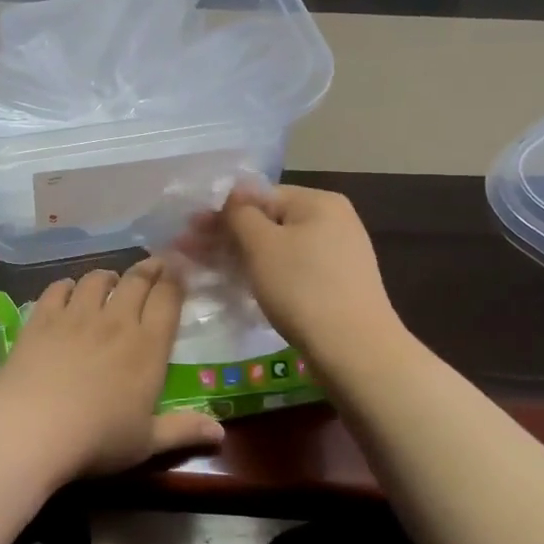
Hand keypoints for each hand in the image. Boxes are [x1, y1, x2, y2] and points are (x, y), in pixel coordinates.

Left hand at [0, 257, 224, 478]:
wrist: (32, 428)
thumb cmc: (97, 440)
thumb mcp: (146, 443)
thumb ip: (183, 431)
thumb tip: (220, 433)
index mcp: (148, 347)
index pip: (168, 300)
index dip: (176, 281)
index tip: (179, 270)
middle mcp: (116, 321)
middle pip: (136, 281)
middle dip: (149, 268)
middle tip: (154, 264)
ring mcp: (76, 315)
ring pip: (97, 279)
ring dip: (108, 275)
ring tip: (111, 279)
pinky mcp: (42, 318)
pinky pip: (58, 289)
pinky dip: (67, 285)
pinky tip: (68, 290)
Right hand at [187, 183, 399, 362]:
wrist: (355, 350)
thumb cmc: (302, 288)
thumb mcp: (262, 244)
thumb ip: (240, 213)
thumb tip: (233, 193)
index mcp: (318, 202)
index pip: (259, 195)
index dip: (221, 211)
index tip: (189, 230)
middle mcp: (333, 220)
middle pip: (268, 221)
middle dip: (227, 235)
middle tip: (189, 250)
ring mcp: (338, 254)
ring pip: (278, 247)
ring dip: (241, 255)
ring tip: (208, 269)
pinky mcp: (337, 284)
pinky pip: (292, 268)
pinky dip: (265, 273)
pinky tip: (242, 285)